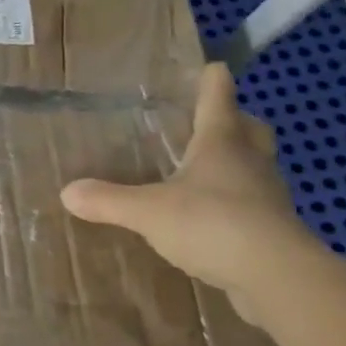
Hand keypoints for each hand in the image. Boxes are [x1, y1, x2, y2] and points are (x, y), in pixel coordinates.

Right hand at [61, 63, 334, 322]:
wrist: (279, 279)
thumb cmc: (213, 224)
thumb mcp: (148, 212)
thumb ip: (108, 200)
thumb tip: (66, 192)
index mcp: (221, 143)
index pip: (218, 98)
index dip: (212, 81)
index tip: (211, 66)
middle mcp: (250, 162)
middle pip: (251, 128)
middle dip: (236, 120)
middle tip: (213, 119)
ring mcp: (268, 197)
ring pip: (257, 166)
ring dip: (240, 161)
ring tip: (208, 168)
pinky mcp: (276, 231)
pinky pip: (256, 204)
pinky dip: (239, 202)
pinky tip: (215, 216)